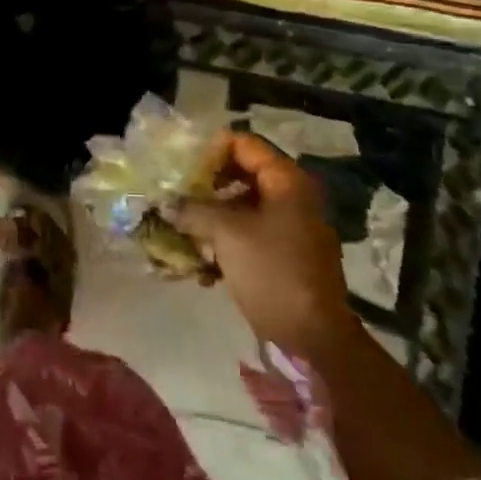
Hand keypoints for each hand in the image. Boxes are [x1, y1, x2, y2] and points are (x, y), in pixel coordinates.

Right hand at [172, 131, 355, 351]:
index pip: (242, 143)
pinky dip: (224, 243)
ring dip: (210, 218)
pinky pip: (248, 235)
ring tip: (182, 234)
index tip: (180, 170)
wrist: (314, 336)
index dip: (209, 151)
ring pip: (241, 207)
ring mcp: (290, 227)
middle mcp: (291, 196)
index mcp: (285, 180)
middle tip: (176, 198)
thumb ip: (193, 209)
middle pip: (240, 174)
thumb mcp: (226, 233)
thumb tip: (166, 203)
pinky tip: (202, 268)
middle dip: (204, 187)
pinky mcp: (284, 254)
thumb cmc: (272, 271)